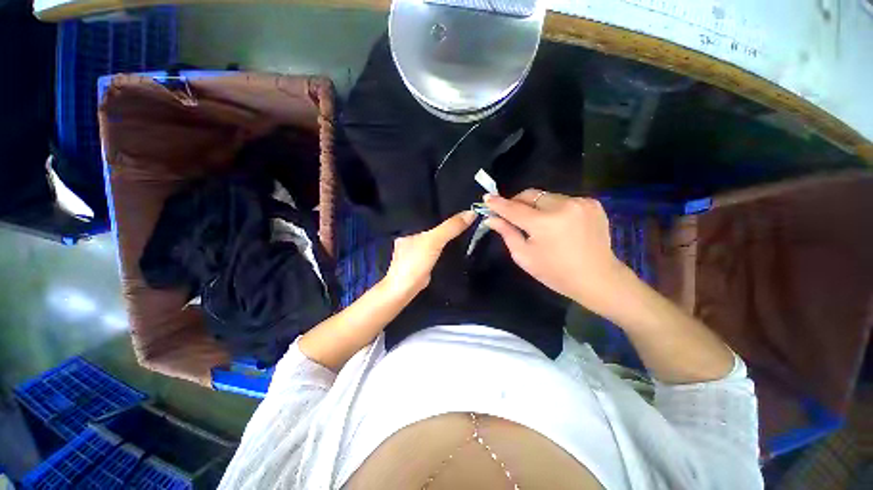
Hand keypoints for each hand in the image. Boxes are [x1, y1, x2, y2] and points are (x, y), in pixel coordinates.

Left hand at [382, 210, 475, 297]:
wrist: (405, 289)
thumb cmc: (415, 261)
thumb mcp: (434, 240)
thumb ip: (450, 227)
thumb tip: (472, 212)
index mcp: (409, 229)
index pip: (429, 216)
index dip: (444, 211)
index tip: (461, 207)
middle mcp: (410, 239)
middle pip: (432, 228)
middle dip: (447, 225)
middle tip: (467, 218)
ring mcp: (415, 252)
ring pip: (434, 240)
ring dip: (446, 238)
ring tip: (465, 229)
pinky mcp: (421, 264)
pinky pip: (435, 251)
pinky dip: (444, 249)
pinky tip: (454, 247)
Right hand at [484, 190, 632, 315]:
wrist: (598, 278)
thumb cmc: (556, 273)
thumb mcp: (525, 256)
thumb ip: (507, 233)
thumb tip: (491, 219)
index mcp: (544, 223)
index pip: (514, 208)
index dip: (498, 204)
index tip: (487, 199)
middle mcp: (563, 206)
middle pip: (530, 195)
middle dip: (517, 202)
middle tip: (511, 213)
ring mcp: (580, 202)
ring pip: (546, 196)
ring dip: (536, 206)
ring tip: (537, 222)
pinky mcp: (592, 203)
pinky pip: (563, 199)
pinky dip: (554, 208)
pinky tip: (557, 223)